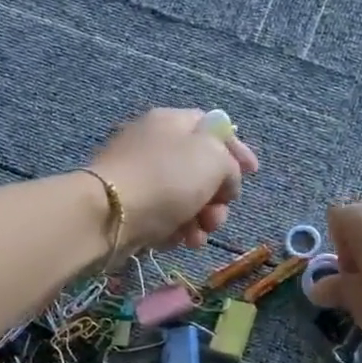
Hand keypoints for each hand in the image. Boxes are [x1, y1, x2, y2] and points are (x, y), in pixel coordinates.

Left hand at [89, 109, 259, 250]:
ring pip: (184, 197)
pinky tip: (177, 241)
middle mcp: (153, 143)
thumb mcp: (213, 160)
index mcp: (172, 121)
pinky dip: (175, 229)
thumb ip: (230, 165)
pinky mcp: (128, 207)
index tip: (253, 173)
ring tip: (198, 236)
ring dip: (200, 219)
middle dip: (218, 196)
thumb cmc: (166, 179)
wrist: (107, 215)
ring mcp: (138, 176)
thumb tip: (224, 181)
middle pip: (200, 168)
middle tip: (219, 214)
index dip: (237, 149)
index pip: (213, 127)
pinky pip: (162, 216)